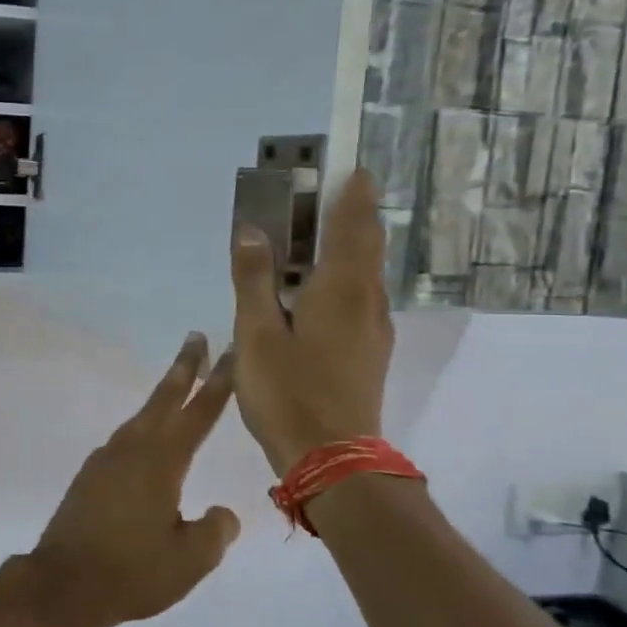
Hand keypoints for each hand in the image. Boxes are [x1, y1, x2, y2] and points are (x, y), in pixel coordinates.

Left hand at [25, 334, 240, 626]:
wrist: (63, 584)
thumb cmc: (131, 572)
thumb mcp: (190, 560)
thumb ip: (215, 531)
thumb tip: (224, 514)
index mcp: (161, 462)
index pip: (198, 413)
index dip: (217, 383)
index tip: (228, 351)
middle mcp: (132, 450)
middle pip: (163, 399)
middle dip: (184, 367)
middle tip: (196, 337)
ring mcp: (106, 460)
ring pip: (141, 418)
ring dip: (162, 398)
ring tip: (177, 386)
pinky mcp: (89, 477)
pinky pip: (124, 441)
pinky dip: (143, 429)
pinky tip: (147, 444)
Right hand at [230, 168, 395, 474]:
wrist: (333, 459)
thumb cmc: (289, 392)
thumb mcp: (257, 333)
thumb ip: (254, 279)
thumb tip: (251, 230)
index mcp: (341, 287)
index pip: (354, 223)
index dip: (354, 192)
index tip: (352, 167)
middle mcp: (367, 300)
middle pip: (367, 244)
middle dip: (353, 214)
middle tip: (330, 194)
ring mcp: (374, 328)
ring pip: (365, 273)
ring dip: (349, 247)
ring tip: (318, 237)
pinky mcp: (370, 351)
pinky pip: (360, 297)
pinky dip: (344, 278)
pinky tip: (318, 291)